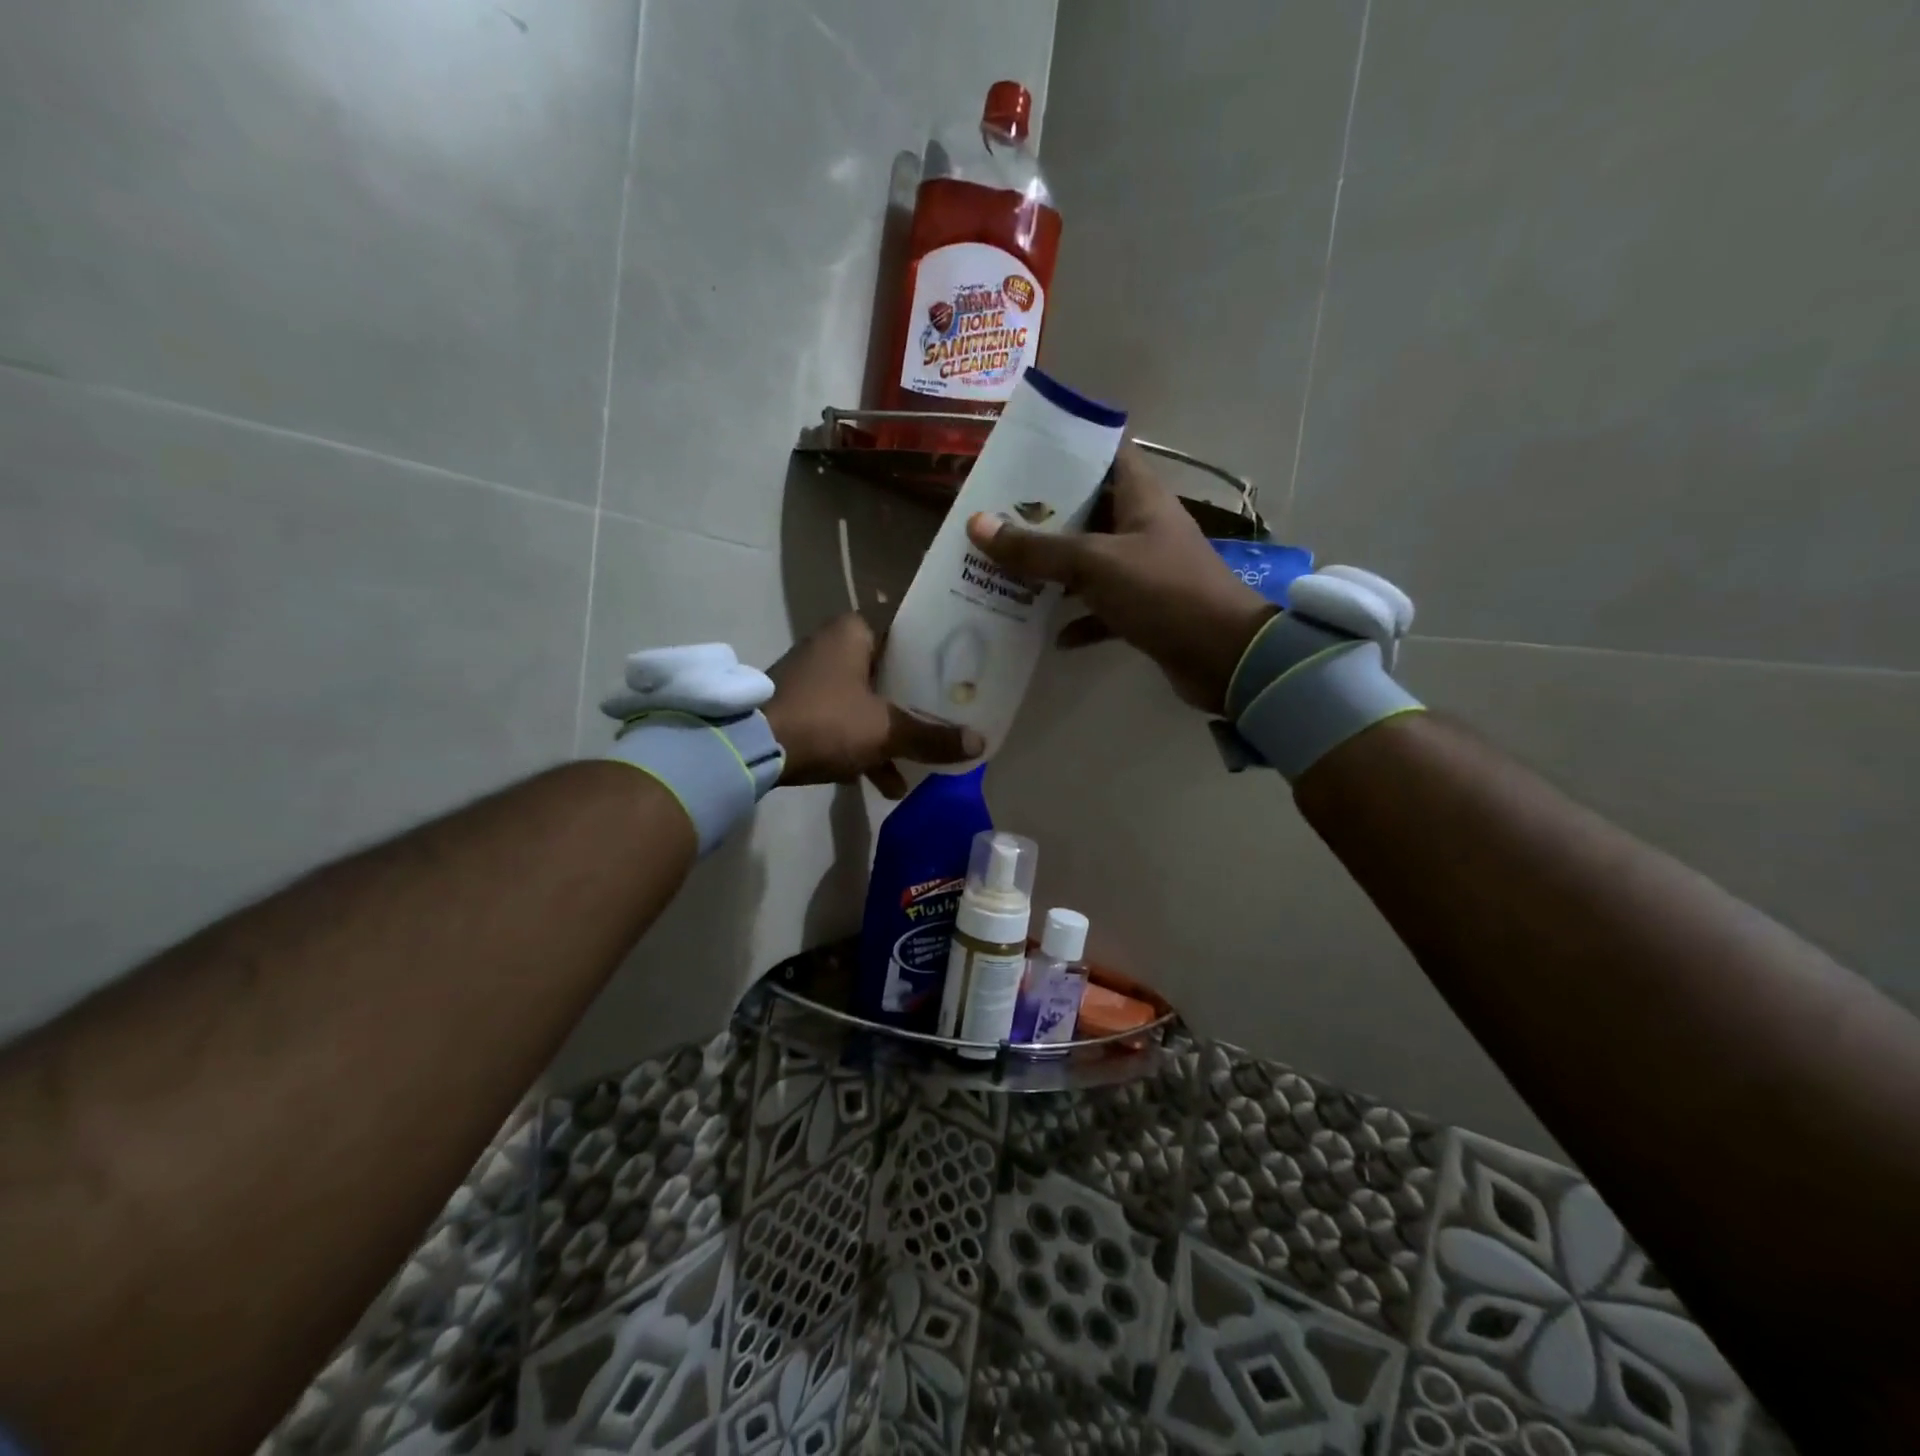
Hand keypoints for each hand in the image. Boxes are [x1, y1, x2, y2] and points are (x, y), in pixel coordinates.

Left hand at [764, 613, 983, 796]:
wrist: (750, 749)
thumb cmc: (826, 721)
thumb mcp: (886, 731)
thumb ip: (932, 737)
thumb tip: (980, 743)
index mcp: (854, 632)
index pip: (907, 635)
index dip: (935, 658)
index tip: (959, 680)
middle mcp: (832, 645)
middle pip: (889, 673)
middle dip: (914, 706)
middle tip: (944, 722)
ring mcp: (812, 677)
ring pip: (865, 703)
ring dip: (888, 736)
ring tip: (915, 769)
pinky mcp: (798, 705)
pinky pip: (841, 721)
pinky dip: (861, 746)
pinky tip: (882, 783)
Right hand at [965, 446, 1276, 712]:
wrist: (1223, 657)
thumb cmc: (1162, 592)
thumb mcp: (1094, 563)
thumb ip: (1037, 548)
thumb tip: (977, 525)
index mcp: (1140, 497)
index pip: (1104, 453)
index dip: (1067, 447)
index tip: (1022, 454)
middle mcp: (1142, 528)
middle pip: (1088, 510)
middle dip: (1044, 516)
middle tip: (996, 518)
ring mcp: (1144, 571)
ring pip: (1090, 563)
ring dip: (1054, 571)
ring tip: (1006, 572)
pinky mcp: (1145, 612)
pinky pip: (1102, 610)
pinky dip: (1078, 620)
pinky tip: (1050, 635)